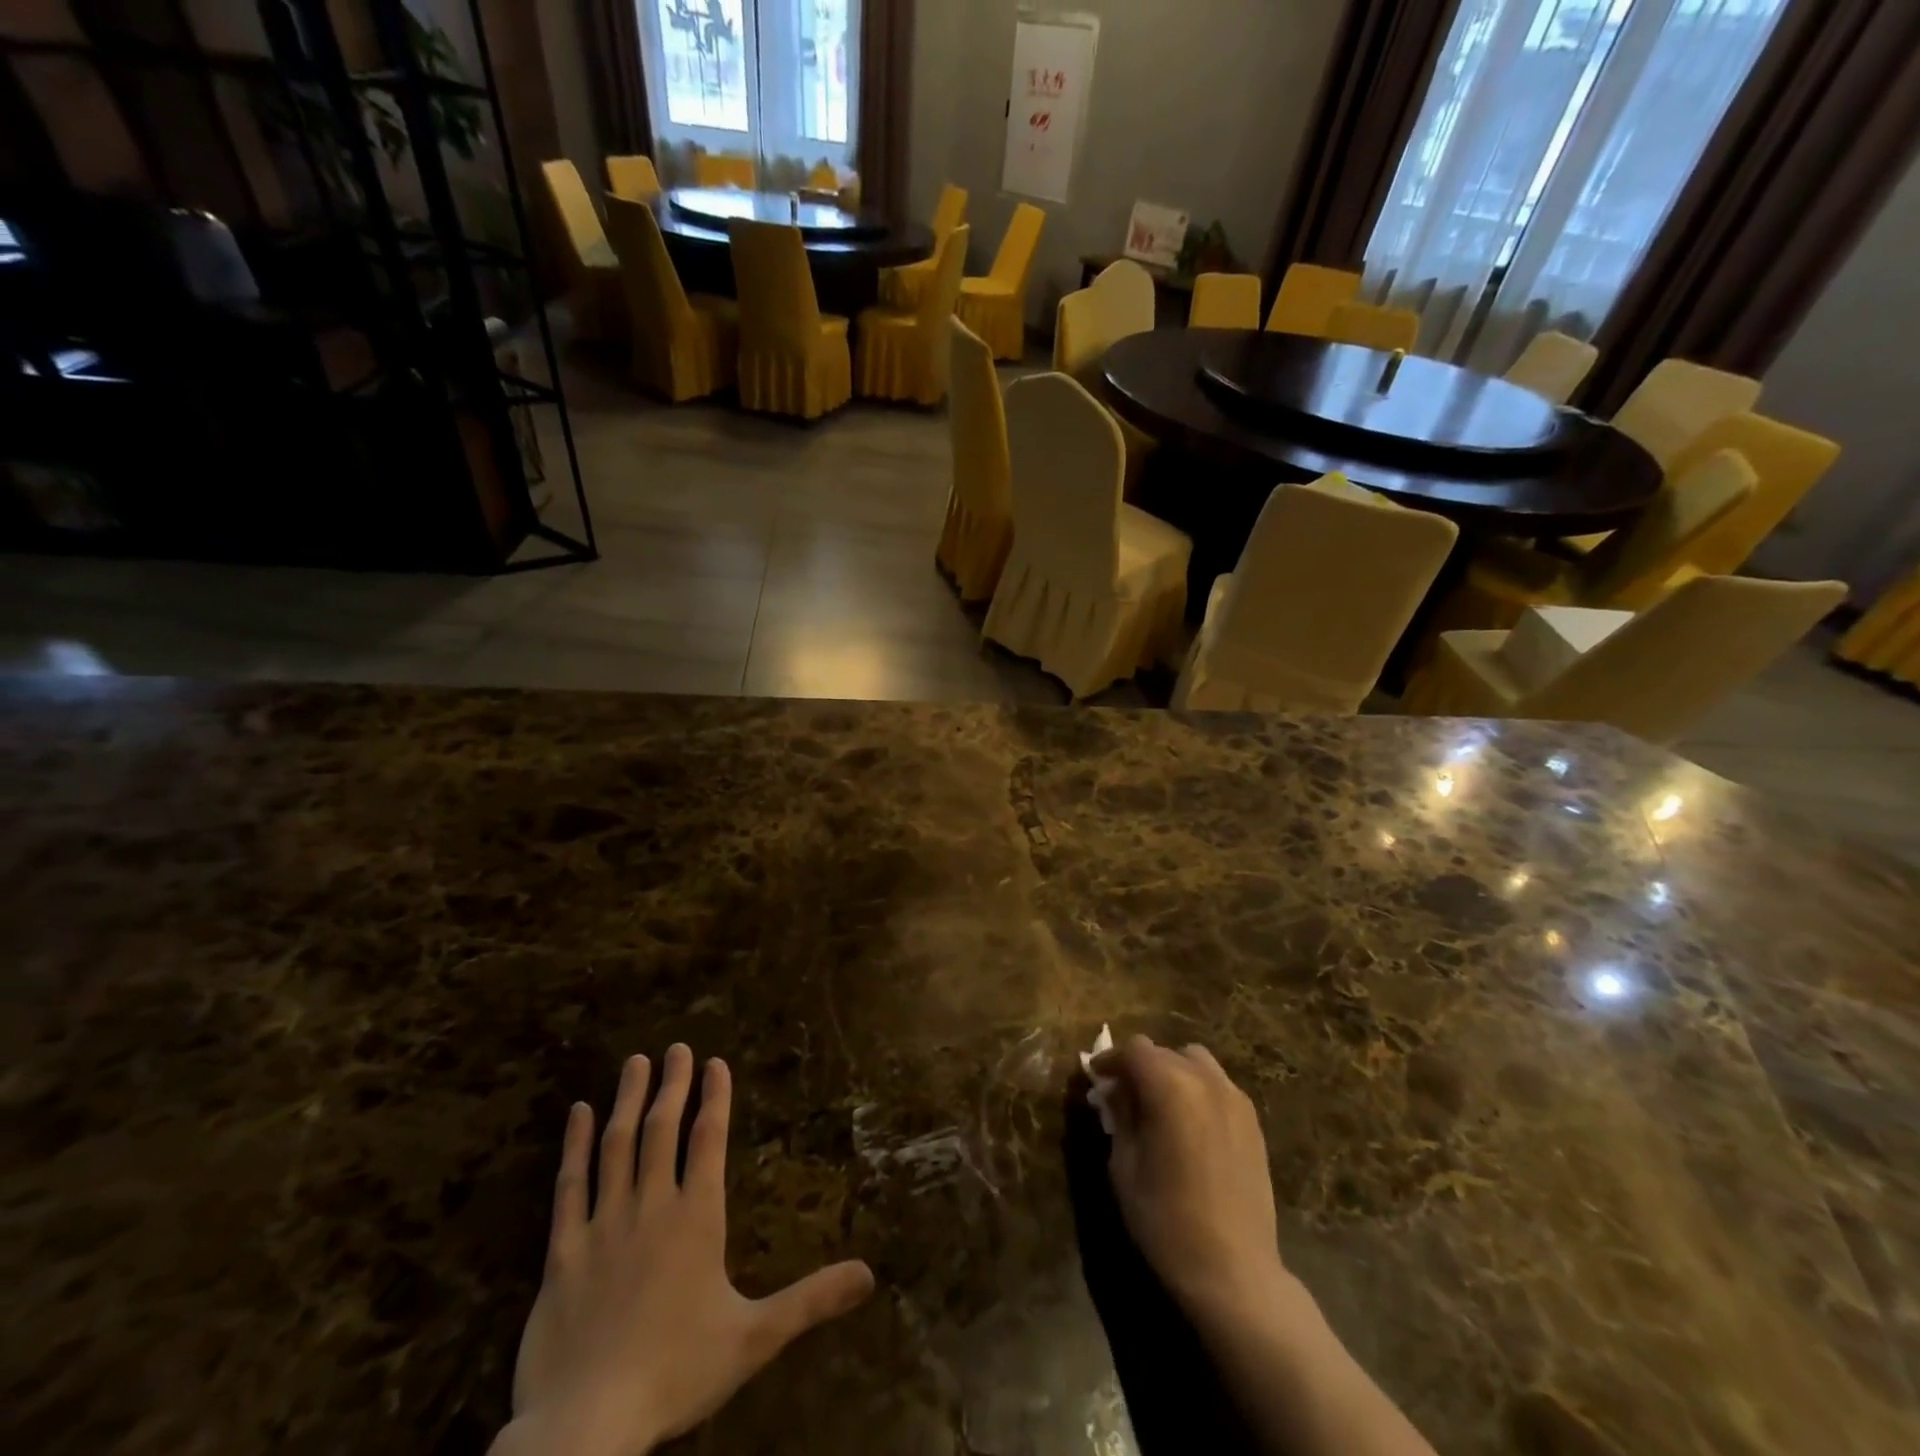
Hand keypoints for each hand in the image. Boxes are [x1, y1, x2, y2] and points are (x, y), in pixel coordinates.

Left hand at [498, 1046, 874, 1455]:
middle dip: (673, 1085)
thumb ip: (812, 1300)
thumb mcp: (755, 1339)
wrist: (585, 1426)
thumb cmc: (676, 1373)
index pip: (709, 1139)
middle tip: (677, 1047)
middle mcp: (651, 1207)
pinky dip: (574, 1145)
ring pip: (617, 1145)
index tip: (715, 1063)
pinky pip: (569, 1185)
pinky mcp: (562, 1251)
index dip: (715, 1097)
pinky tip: (577, 1113)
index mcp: (697, 1218)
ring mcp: (603, 1225)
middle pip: (663, 1130)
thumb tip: (871, 1274)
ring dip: (628, 1100)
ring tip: (636, 1062)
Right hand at [1090, 1034, 1287, 1320]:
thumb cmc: (1166, 1221)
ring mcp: (1235, 1099)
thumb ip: (1120, 1116)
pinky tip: (1189, 1124)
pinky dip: (1197, 1089)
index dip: (1111, 1060)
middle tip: (1122, 1095)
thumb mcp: (1124, 1166)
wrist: (1234, 1272)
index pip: (1134, 1050)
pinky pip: (1218, 1086)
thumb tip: (1115, 1090)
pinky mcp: (1253, 1122)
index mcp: (1170, 1087)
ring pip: (1196, 1062)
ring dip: (1172, 1072)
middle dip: (1139, 1066)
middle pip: (1164, 1052)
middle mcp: (1206, 1081)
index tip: (1096, 1079)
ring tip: (1159, 1104)